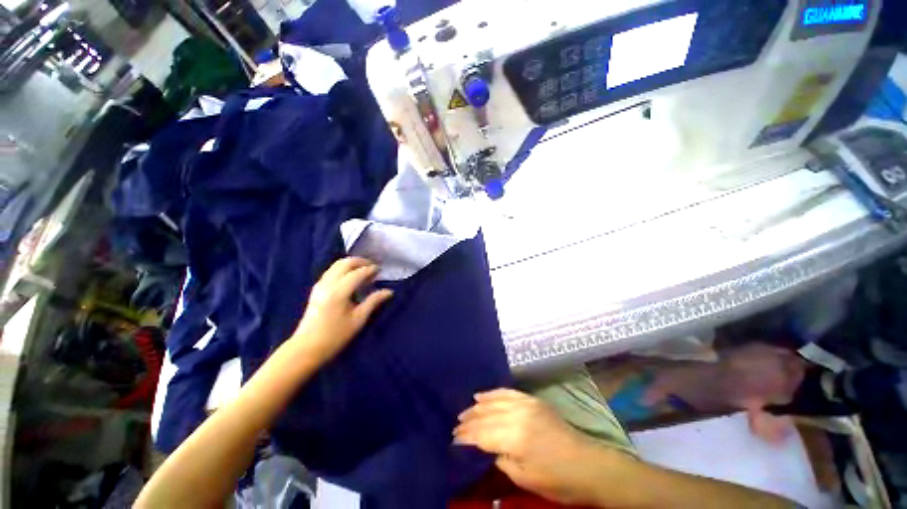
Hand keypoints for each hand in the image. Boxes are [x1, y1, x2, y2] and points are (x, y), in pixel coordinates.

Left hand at [291, 257, 392, 364]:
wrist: (306, 348)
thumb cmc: (335, 336)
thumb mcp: (358, 320)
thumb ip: (373, 302)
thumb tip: (389, 291)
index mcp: (339, 291)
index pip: (357, 273)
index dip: (370, 269)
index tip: (381, 270)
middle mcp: (328, 284)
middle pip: (345, 263)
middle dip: (360, 262)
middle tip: (373, 267)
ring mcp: (320, 285)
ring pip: (336, 265)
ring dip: (351, 264)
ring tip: (364, 271)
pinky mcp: (316, 289)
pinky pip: (331, 271)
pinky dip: (343, 269)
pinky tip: (351, 277)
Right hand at [454, 389, 619, 506]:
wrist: (588, 465)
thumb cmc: (556, 480)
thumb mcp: (523, 478)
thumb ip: (500, 458)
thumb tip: (485, 447)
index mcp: (515, 437)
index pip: (483, 433)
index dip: (466, 436)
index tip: (453, 439)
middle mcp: (518, 414)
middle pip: (486, 415)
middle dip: (469, 421)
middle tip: (455, 425)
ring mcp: (526, 404)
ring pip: (494, 401)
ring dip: (478, 406)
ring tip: (464, 411)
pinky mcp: (533, 400)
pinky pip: (508, 392)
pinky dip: (493, 393)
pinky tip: (482, 395)